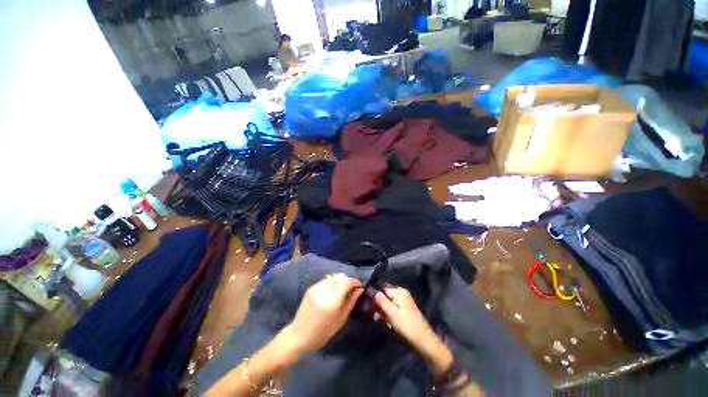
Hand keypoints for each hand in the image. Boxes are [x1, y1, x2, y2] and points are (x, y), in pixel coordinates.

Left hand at [285, 274, 362, 355]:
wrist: (298, 335)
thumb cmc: (322, 333)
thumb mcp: (340, 320)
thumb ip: (351, 302)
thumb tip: (359, 290)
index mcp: (331, 300)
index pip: (346, 282)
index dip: (354, 281)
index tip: (360, 286)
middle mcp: (323, 290)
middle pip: (340, 277)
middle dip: (348, 281)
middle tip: (352, 290)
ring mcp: (316, 287)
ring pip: (333, 277)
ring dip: (341, 281)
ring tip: (343, 291)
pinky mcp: (311, 287)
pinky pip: (326, 280)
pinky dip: (333, 283)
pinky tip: (333, 292)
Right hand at [373, 286, 435, 347]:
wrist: (424, 340)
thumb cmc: (406, 326)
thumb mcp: (391, 313)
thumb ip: (380, 300)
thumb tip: (369, 289)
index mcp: (399, 291)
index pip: (382, 289)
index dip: (374, 296)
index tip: (368, 306)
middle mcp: (402, 293)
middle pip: (385, 295)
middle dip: (378, 304)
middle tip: (376, 316)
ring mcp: (404, 301)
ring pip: (388, 302)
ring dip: (383, 310)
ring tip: (380, 320)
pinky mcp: (405, 309)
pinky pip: (393, 307)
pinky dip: (388, 313)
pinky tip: (387, 321)